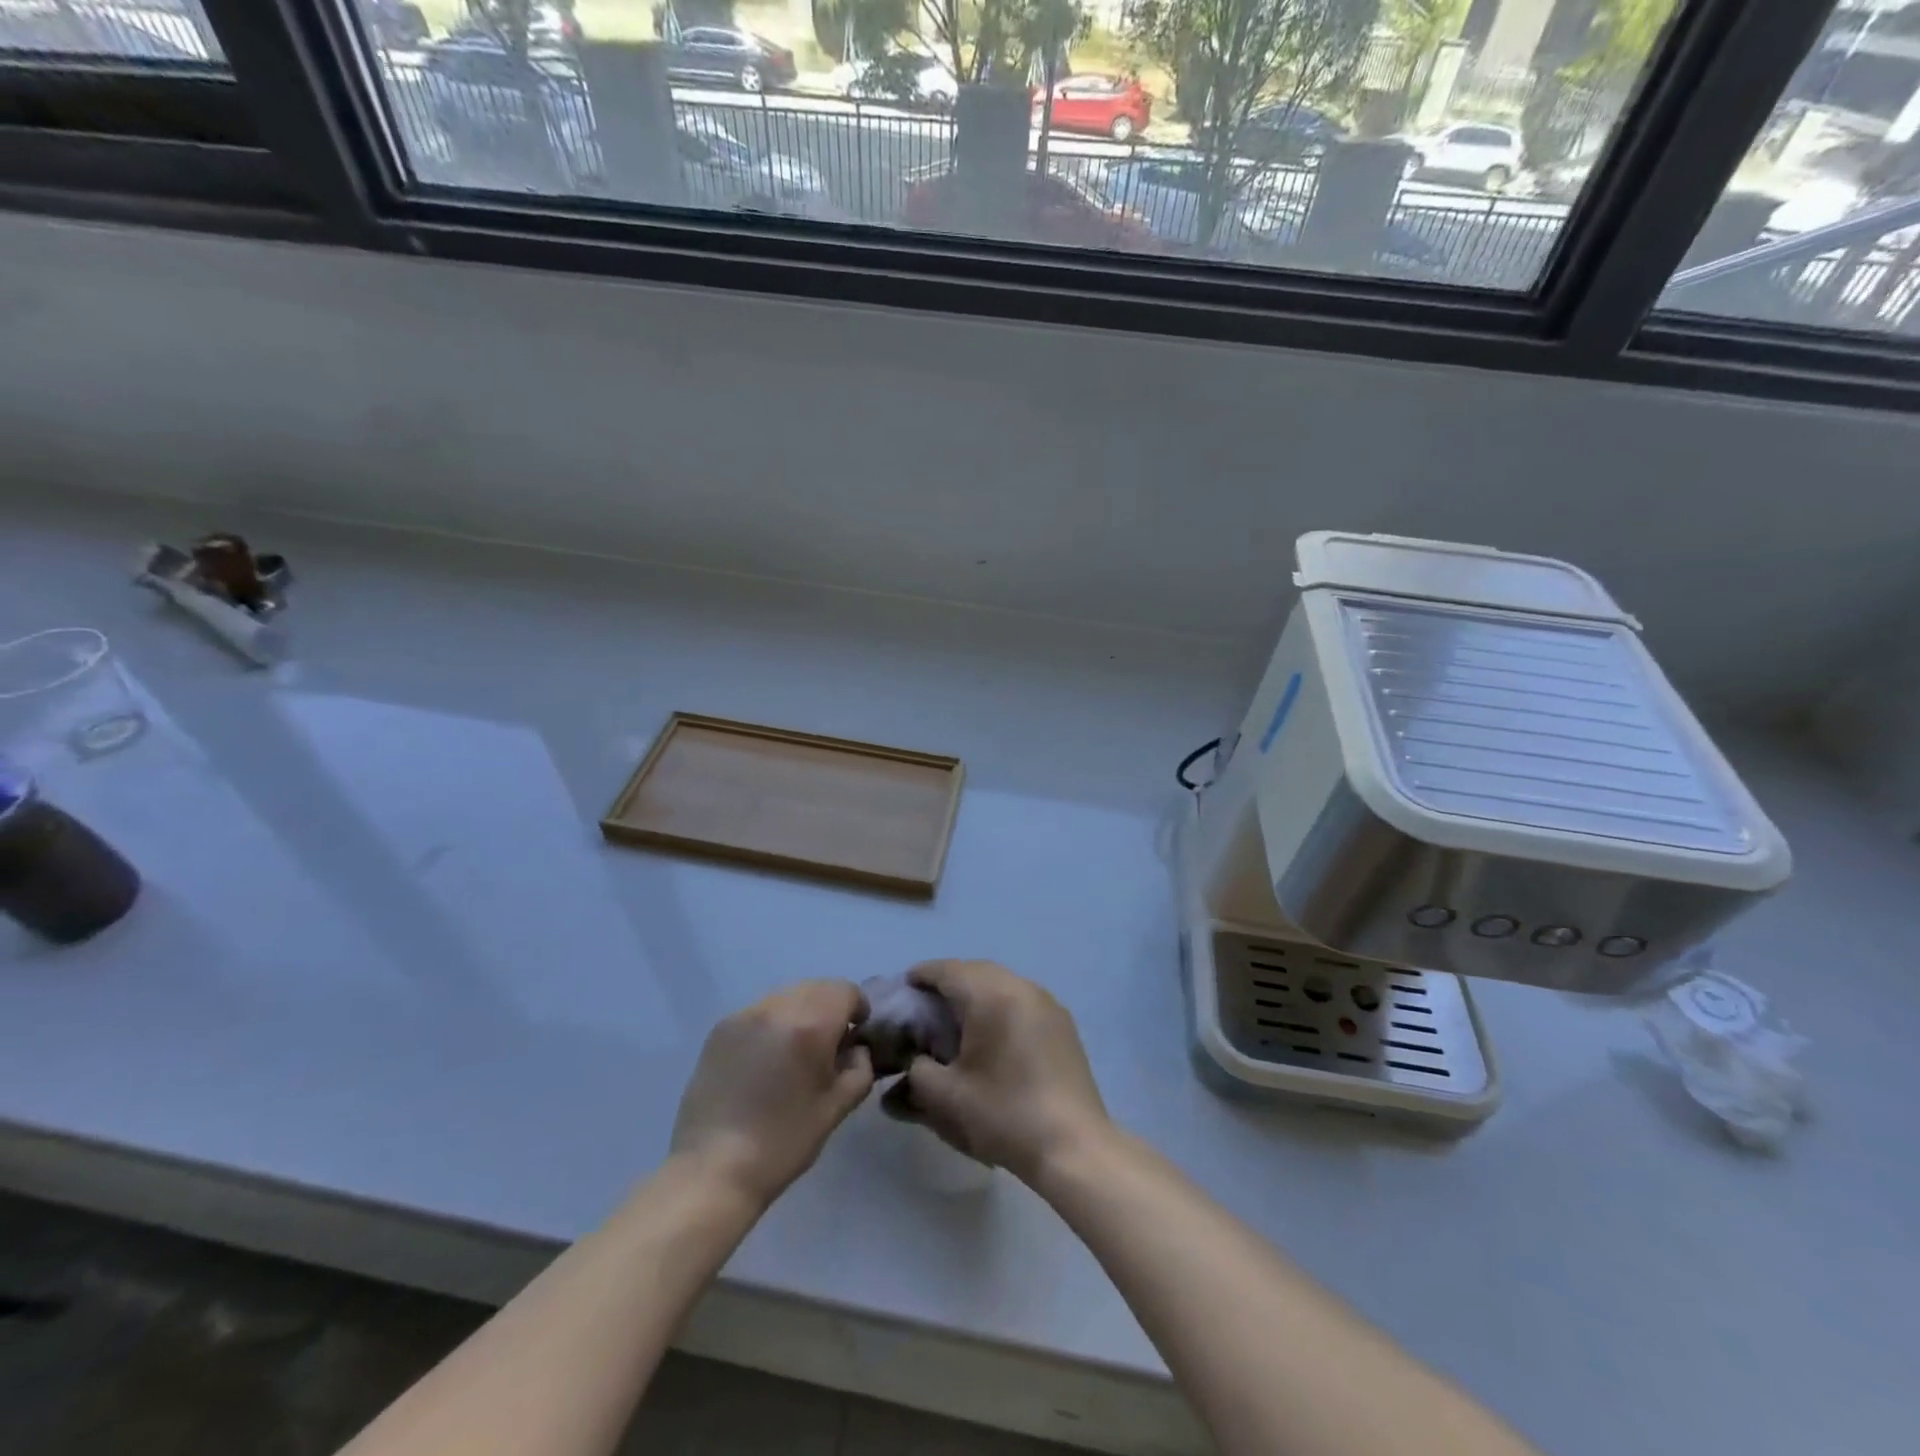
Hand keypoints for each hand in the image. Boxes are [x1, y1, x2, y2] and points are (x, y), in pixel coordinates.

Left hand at [670, 980, 873, 1207]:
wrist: (714, 1170)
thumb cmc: (784, 1142)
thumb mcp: (836, 1108)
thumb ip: (859, 1069)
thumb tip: (857, 1049)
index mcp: (810, 1025)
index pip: (845, 990)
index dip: (858, 1008)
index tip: (856, 1035)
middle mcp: (777, 1008)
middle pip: (816, 987)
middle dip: (830, 1008)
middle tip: (828, 1044)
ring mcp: (744, 1015)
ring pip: (786, 996)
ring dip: (800, 1012)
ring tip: (794, 1052)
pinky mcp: (720, 1029)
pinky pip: (759, 1011)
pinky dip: (772, 1024)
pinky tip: (765, 1060)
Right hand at [887, 960, 1110, 1184]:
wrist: (1072, 1146)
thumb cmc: (1004, 1114)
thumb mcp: (945, 1096)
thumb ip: (918, 1070)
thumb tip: (916, 1060)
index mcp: (991, 995)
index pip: (948, 970)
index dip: (922, 975)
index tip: (904, 987)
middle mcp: (1021, 987)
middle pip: (976, 971)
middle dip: (949, 982)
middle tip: (927, 1005)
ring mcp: (1047, 1003)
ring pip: (1002, 983)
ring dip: (977, 993)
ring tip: (958, 1020)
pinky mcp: (1062, 1023)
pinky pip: (1021, 1000)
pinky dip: (1000, 1006)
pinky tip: (992, 1035)